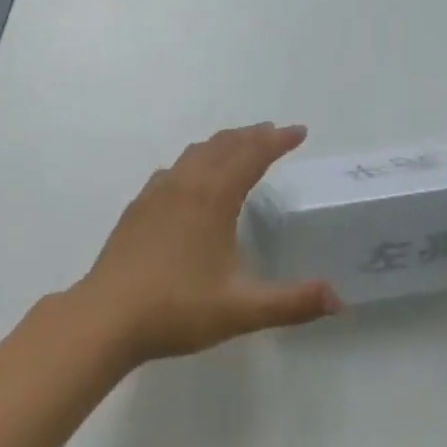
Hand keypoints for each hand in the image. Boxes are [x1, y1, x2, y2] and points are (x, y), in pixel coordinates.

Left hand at [72, 124, 342, 366]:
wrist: (108, 315)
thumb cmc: (178, 308)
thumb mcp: (241, 309)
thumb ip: (292, 303)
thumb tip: (338, 298)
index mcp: (214, 197)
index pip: (252, 155)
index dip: (277, 140)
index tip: (300, 131)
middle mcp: (187, 182)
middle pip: (224, 145)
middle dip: (253, 135)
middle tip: (274, 133)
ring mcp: (158, 190)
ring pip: (197, 152)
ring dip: (223, 143)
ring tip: (240, 147)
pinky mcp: (139, 205)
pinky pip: (175, 167)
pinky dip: (196, 160)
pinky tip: (192, 178)